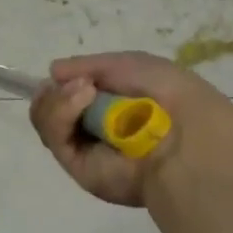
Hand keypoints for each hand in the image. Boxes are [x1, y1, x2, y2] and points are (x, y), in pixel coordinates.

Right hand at [28, 50, 232, 206]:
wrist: (185, 134)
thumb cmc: (164, 92)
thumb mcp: (128, 64)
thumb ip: (88, 65)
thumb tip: (53, 72)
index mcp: (112, 105)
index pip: (70, 94)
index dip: (62, 83)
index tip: (64, 74)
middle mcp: (96, 129)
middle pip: (51, 107)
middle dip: (55, 91)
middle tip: (77, 83)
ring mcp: (86, 149)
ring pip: (47, 120)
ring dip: (58, 99)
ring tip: (84, 90)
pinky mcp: (79, 168)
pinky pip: (54, 137)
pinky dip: (61, 112)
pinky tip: (82, 98)